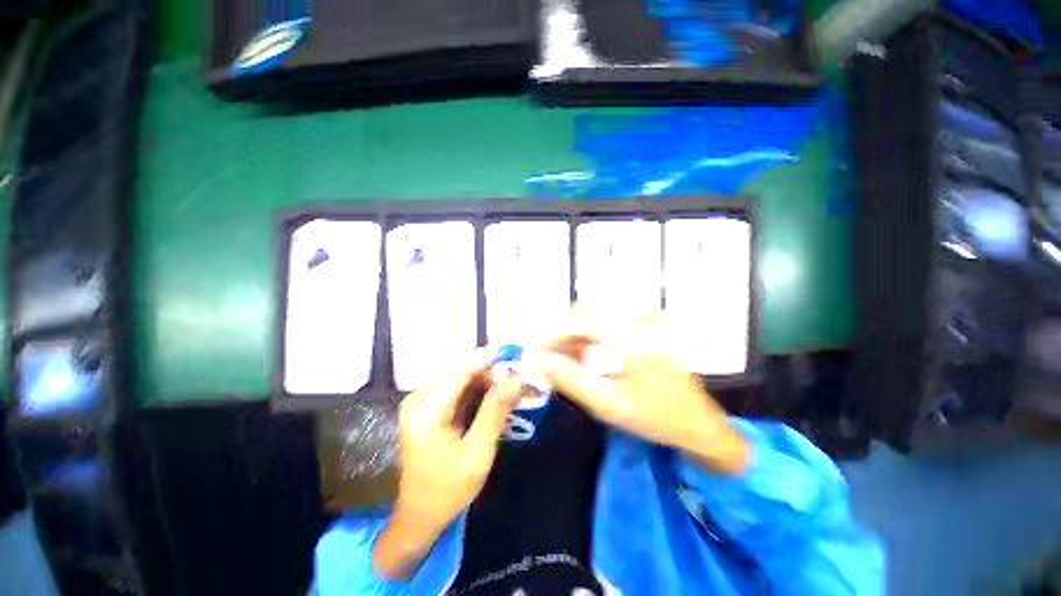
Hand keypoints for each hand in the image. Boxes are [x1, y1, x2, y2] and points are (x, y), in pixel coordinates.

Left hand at [373, 351, 521, 580]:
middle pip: (459, 368)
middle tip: (516, 373)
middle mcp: (418, 397)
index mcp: (426, 410)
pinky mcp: (426, 405)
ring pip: (459, 374)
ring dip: (485, 375)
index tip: (515, 354)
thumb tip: (515, 378)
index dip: (489, 358)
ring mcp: (420, 400)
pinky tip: (493, 391)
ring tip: (509, 381)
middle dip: (489, 367)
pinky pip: (455, 385)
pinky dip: (476, 385)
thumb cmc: (448, 489)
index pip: (461, 370)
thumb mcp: (477, 453)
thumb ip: (495, 411)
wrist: (419, 514)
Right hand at [529, 310, 747, 475]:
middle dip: (559, 334)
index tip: (534, 351)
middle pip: (586, 314)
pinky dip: (586, 338)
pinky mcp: (643, 330)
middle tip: (543, 357)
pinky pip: (605, 325)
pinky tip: (580, 357)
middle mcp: (637, 322)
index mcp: (633, 340)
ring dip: (572, 336)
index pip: (581, 322)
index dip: (552, 334)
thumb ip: (572, 380)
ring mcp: (642, 324)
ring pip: (594, 318)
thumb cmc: (658, 420)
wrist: (701, 426)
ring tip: (559, 360)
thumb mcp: (611, 406)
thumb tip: (539, 361)